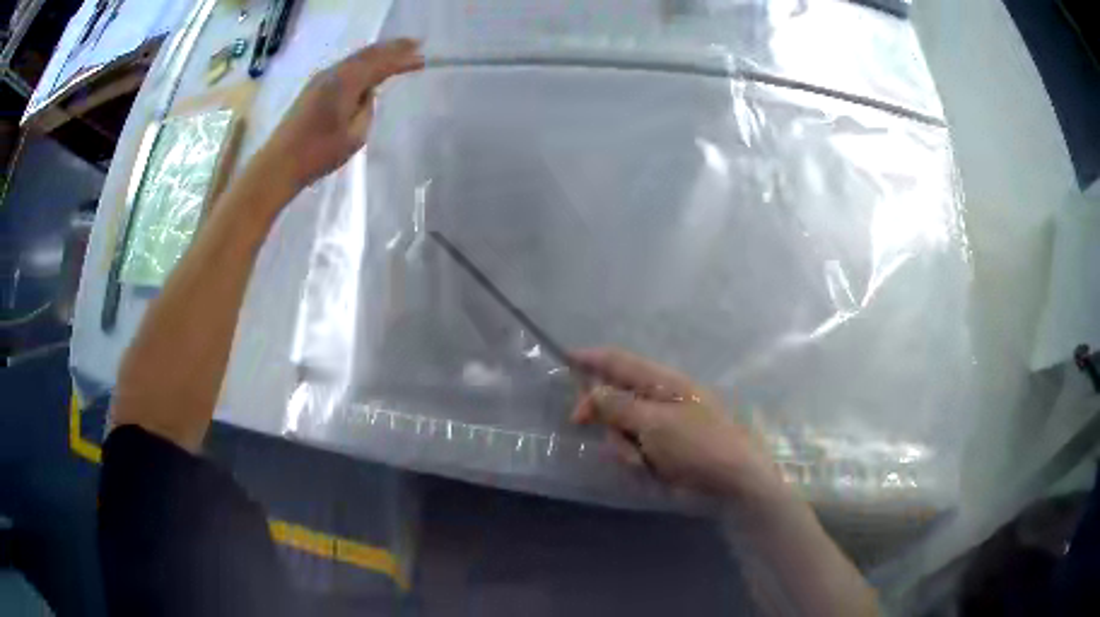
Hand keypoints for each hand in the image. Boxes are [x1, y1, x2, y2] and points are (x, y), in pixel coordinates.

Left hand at [261, 38, 422, 189]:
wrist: (280, 163)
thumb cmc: (319, 153)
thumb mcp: (355, 135)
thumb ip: (367, 109)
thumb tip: (368, 94)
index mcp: (346, 83)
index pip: (381, 65)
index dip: (402, 61)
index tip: (423, 60)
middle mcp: (333, 73)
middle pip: (368, 54)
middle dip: (392, 48)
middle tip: (415, 43)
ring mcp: (321, 78)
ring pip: (356, 57)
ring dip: (378, 52)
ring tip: (398, 50)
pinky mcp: (314, 87)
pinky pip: (345, 65)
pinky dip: (363, 61)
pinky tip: (370, 65)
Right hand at [571, 348, 789, 512]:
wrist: (733, 482)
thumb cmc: (699, 445)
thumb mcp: (655, 423)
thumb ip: (619, 406)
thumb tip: (592, 388)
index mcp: (662, 382)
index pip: (620, 361)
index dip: (592, 358)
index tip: (564, 359)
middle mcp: (658, 400)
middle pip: (613, 396)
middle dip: (600, 412)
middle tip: (579, 423)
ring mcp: (660, 427)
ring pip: (619, 428)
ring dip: (621, 444)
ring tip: (641, 460)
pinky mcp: (661, 450)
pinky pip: (632, 449)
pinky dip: (633, 459)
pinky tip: (648, 469)